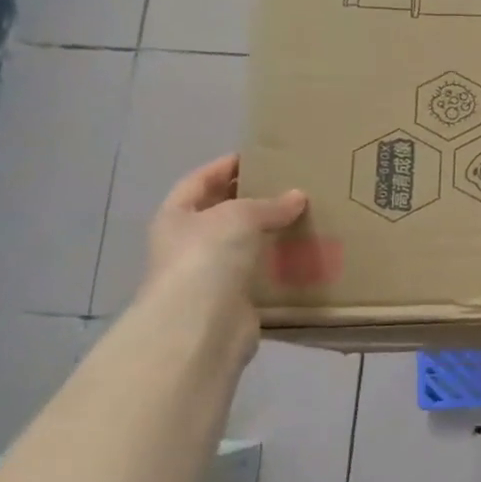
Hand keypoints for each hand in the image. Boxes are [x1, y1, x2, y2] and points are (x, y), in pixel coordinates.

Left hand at [143, 155, 307, 314]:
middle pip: (222, 212)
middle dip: (252, 199)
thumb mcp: (239, 216)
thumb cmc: (208, 257)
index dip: (226, 166)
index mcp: (176, 216)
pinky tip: (303, 253)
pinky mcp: (234, 297)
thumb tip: (297, 197)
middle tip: (290, 186)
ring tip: (304, 216)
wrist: (201, 324)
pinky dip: (279, 262)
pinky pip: (260, 271)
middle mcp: (188, 242)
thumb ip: (269, 204)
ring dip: (269, 232)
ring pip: (243, 243)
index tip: (259, 157)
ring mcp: (210, 272)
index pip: (200, 180)